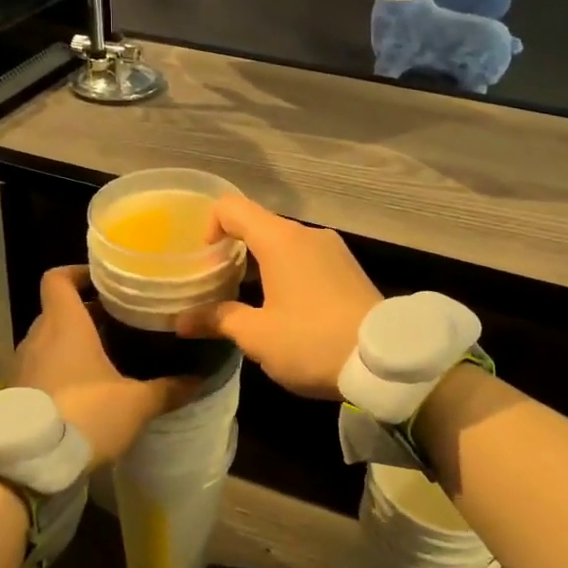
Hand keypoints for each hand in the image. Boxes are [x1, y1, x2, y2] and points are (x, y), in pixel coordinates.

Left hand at [15, 267, 192, 464]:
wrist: (29, 464)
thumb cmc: (85, 415)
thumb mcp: (136, 404)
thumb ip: (168, 389)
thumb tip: (199, 379)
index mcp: (65, 324)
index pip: (57, 279)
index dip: (77, 273)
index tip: (104, 282)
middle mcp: (39, 337)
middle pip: (58, 310)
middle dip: (87, 314)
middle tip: (120, 324)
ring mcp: (23, 365)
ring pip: (49, 340)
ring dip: (73, 344)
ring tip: (107, 357)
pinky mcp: (17, 393)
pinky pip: (41, 368)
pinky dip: (60, 369)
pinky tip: (87, 390)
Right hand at [175, 196, 379, 398]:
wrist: (386, 360)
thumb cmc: (312, 341)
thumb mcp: (258, 336)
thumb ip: (218, 320)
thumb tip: (181, 322)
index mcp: (280, 239)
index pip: (232, 208)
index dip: (209, 225)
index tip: (204, 260)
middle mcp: (307, 234)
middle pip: (258, 225)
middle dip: (233, 250)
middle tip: (218, 284)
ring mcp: (332, 249)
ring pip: (284, 243)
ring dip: (261, 264)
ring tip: (249, 300)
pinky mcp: (348, 267)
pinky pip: (306, 257)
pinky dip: (286, 271)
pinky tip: (285, 307)